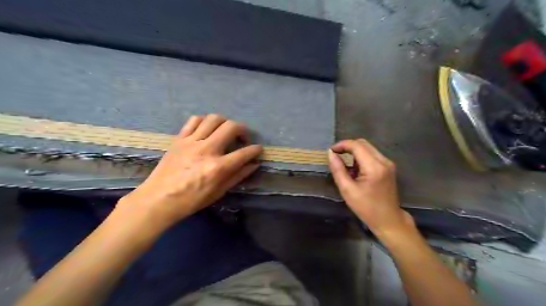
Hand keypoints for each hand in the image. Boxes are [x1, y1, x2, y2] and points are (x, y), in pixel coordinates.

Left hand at [118, 114, 261, 229]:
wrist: (158, 199)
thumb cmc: (191, 200)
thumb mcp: (219, 192)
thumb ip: (238, 176)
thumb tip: (254, 164)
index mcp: (218, 167)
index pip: (244, 153)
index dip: (255, 150)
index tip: (258, 149)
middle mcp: (207, 149)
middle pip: (231, 127)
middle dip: (243, 130)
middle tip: (243, 138)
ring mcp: (191, 141)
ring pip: (213, 119)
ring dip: (225, 123)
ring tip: (225, 132)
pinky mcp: (179, 138)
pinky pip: (194, 120)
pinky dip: (204, 121)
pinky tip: (206, 130)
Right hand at [328, 138, 413, 238]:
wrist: (388, 220)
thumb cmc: (366, 208)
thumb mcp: (347, 190)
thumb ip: (338, 169)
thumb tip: (330, 153)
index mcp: (374, 167)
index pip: (357, 145)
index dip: (342, 145)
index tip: (331, 151)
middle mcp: (384, 161)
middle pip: (363, 143)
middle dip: (347, 147)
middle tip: (335, 156)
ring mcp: (388, 163)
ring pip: (368, 148)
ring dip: (354, 152)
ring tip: (345, 165)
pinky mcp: (388, 167)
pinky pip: (372, 155)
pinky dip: (361, 157)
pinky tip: (355, 170)